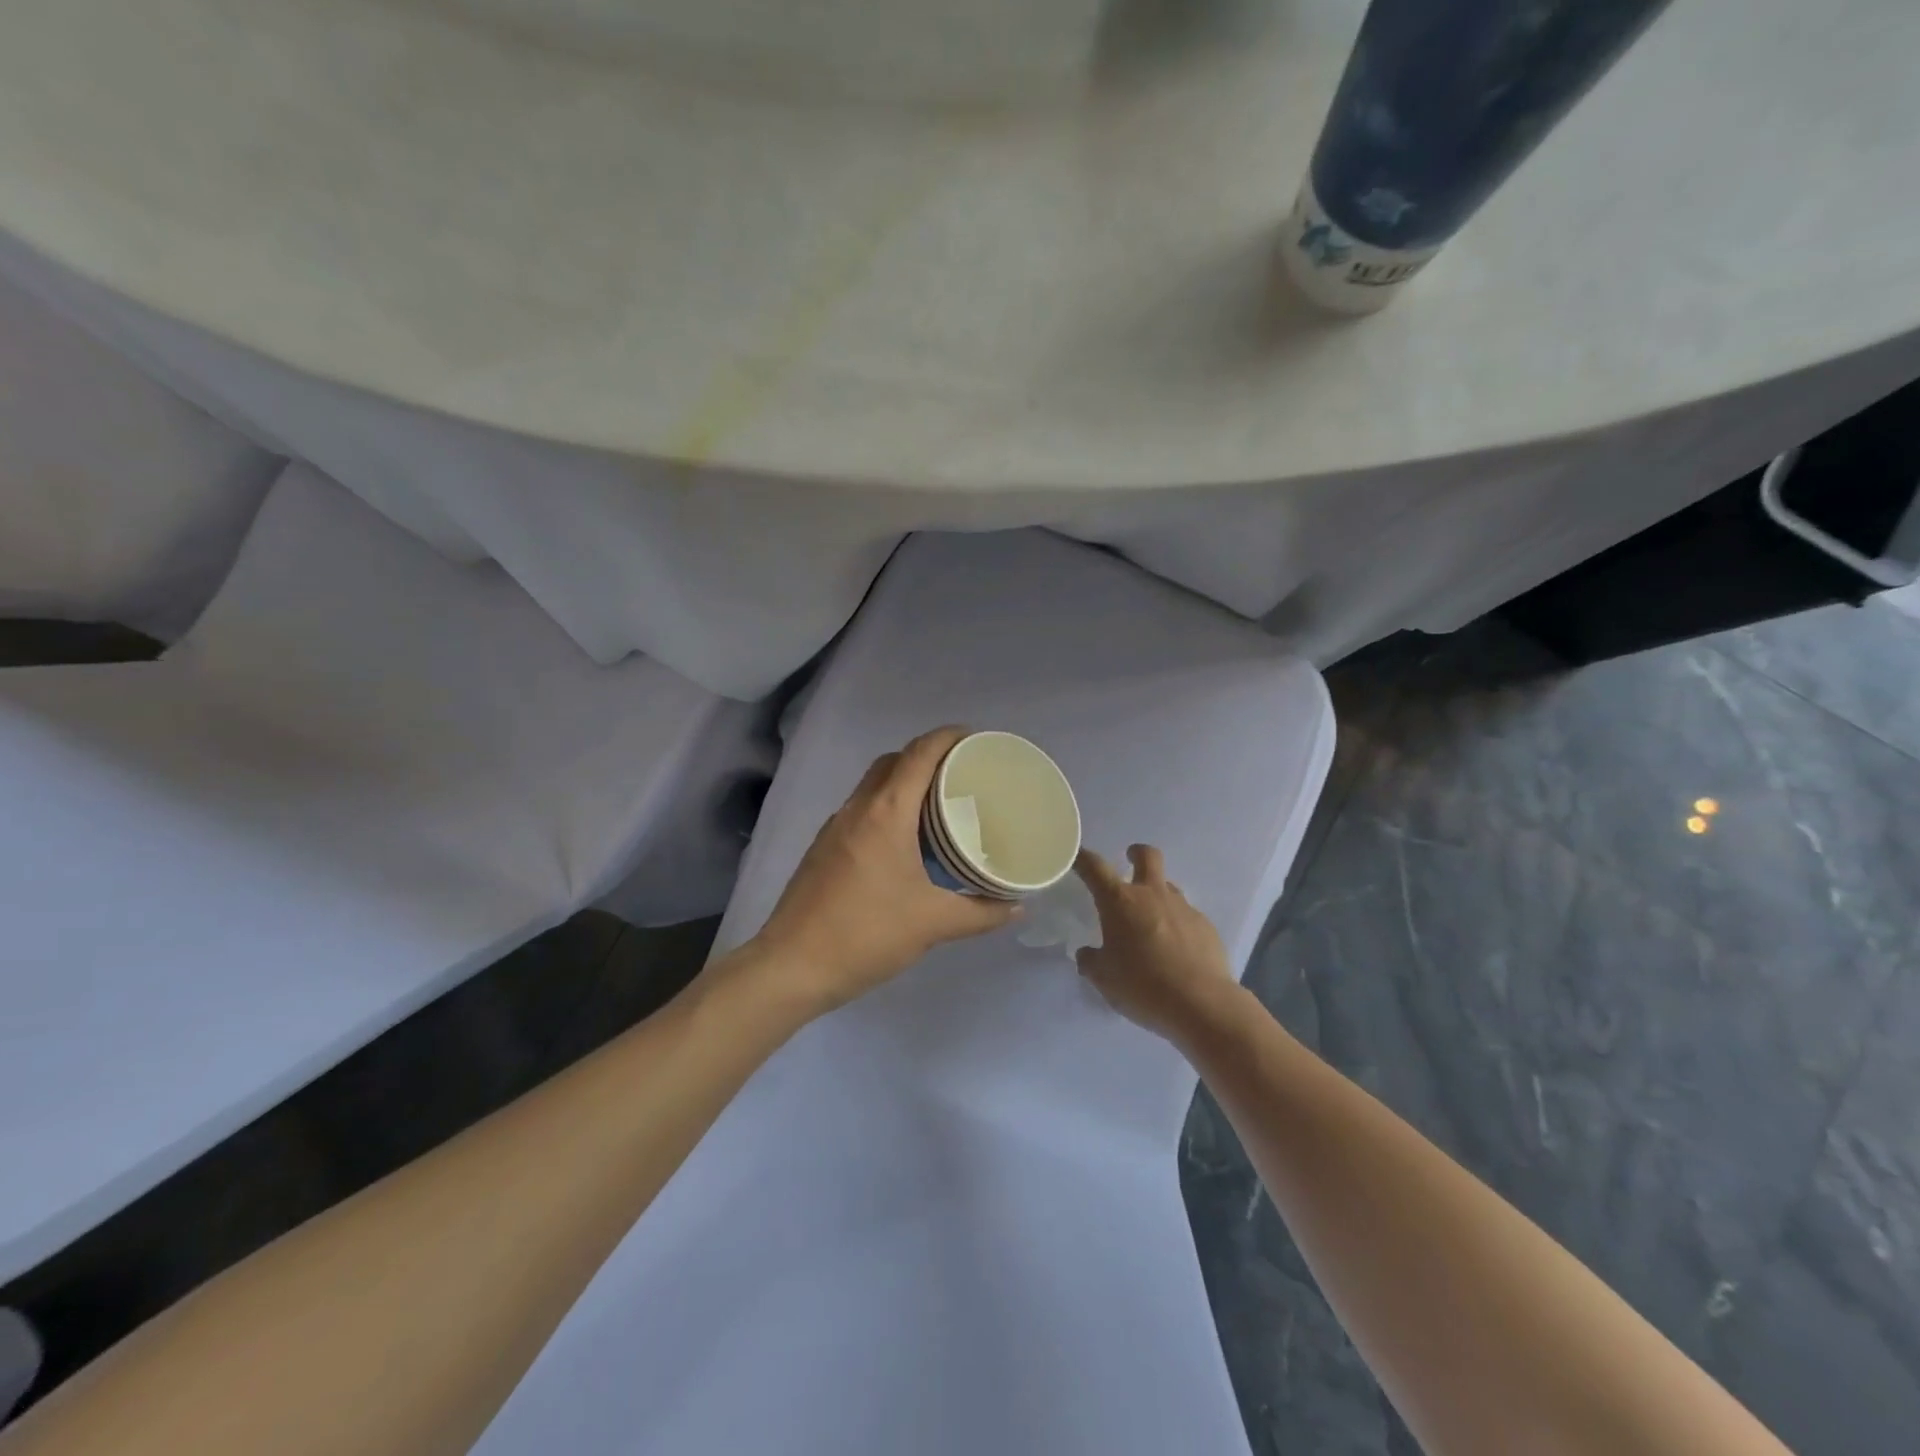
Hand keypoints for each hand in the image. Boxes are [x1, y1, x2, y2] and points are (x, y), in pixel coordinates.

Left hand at [750, 726, 1019, 1012]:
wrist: (792, 965)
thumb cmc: (866, 934)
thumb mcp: (932, 924)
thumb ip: (980, 913)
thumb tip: (1018, 909)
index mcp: (886, 812)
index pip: (919, 753)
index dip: (948, 736)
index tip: (977, 739)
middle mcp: (858, 808)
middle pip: (894, 761)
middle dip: (927, 756)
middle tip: (962, 775)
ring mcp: (835, 826)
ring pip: (873, 785)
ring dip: (904, 782)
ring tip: (939, 806)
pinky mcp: (824, 847)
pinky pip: (862, 809)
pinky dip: (887, 807)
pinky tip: (905, 841)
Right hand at [1074, 845, 1244, 1046]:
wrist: (1201, 1004)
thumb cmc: (1142, 986)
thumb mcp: (1103, 978)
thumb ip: (1091, 961)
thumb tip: (1088, 953)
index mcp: (1120, 902)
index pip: (1095, 868)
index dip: (1083, 859)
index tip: (1077, 856)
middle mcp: (1152, 895)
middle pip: (1147, 856)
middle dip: (1136, 853)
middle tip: (1129, 861)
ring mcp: (1183, 908)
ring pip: (1168, 886)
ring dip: (1157, 893)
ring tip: (1151, 922)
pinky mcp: (1205, 926)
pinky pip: (1186, 915)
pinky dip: (1177, 924)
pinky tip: (1176, 950)